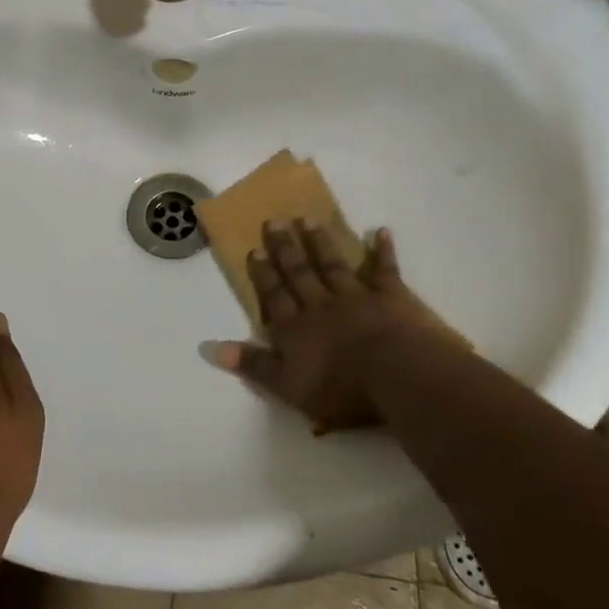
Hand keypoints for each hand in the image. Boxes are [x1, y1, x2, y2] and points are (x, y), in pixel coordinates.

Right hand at [214, 220, 455, 432]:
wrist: (396, 373)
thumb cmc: (341, 387)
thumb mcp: (288, 386)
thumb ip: (254, 365)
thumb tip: (212, 348)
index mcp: (295, 328)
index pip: (274, 296)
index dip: (264, 274)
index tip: (255, 249)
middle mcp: (320, 305)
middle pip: (299, 273)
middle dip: (285, 249)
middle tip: (275, 221)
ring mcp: (356, 297)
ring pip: (333, 265)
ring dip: (321, 243)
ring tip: (309, 220)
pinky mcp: (390, 297)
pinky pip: (384, 270)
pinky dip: (383, 251)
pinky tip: (380, 231)